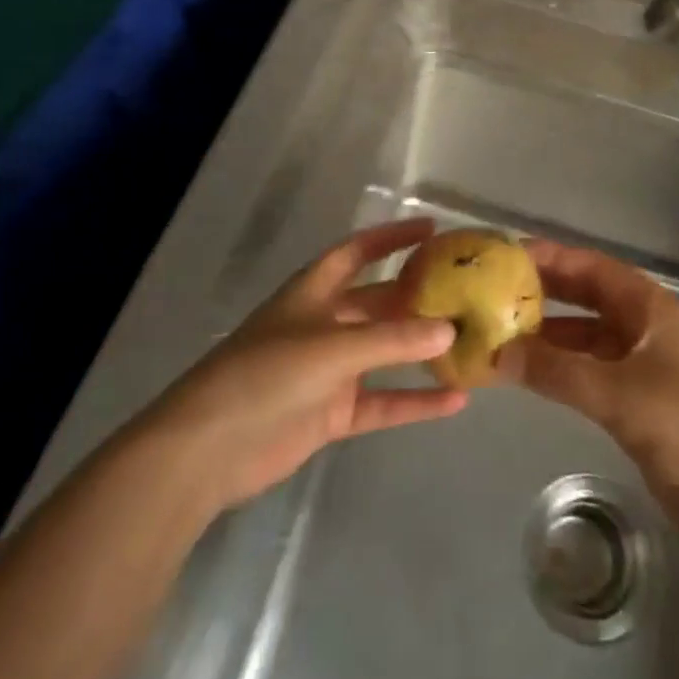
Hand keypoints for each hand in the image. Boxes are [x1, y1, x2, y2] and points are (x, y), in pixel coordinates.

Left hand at [144, 218, 465, 513]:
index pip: (358, 251)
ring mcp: (329, 370)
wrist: (208, 449)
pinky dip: (414, 402)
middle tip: (467, 290)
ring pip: (385, 352)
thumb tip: (449, 329)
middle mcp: (325, 323)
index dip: (392, 237)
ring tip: (470, 343)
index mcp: (314, 291)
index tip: (432, 229)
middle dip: (417, 295)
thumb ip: (391, 339)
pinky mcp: (332, 413)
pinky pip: (382, 401)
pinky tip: (454, 403)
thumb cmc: (265, 374)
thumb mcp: (331, 347)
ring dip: (421, 350)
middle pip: (378, 301)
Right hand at [499, 240, 678, 492]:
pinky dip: (560, 367)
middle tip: (494, 290)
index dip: (551, 257)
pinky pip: (589, 369)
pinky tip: (530, 374)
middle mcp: (645, 326)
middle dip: (545, 291)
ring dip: (548, 333)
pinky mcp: (637, 400)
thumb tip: (497, 353)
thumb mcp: (619, 396)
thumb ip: (558, 372)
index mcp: (650, 308)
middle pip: (588, 295)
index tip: (505, 255)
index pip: (592, 266)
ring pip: (586, 335)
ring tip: (500, 332)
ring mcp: (642, 364)